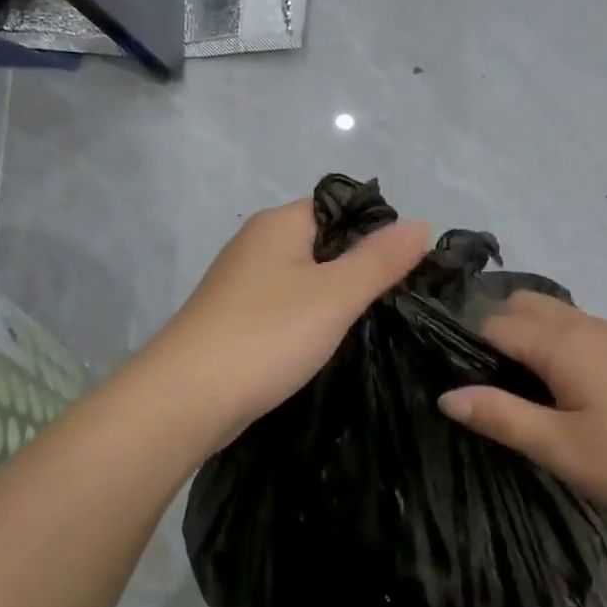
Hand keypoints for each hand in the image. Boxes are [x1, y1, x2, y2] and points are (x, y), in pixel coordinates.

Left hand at [146, 197, 430, 441]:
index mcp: (279, 224)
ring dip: (336, 297)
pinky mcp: (236, 320)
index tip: (409, 267)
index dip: (377, 230)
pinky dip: (310, 320)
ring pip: (305, 278)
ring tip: (373, 323)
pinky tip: (328, 342)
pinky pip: (286, 307)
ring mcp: (242, 284)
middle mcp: (257, 244)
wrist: (186, 399)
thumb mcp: (335, 295)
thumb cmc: (267, 335)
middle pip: (324, 243)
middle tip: (399, 299)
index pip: (340, 207)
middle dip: (360, 267)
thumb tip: (420, 224)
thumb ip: (380, 260)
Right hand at [438, 292, 606, 541]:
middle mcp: (586, 325)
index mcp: (564, 342)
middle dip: (489, 331)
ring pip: (550, 316)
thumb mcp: (561, 448)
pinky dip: (549, 345)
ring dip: (521, 337)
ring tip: (505, 388)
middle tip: (473, 382)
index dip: (462, 343)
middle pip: (521, 306)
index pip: (493, 323)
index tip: (440, 374)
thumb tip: (446, 394)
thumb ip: (501, 416)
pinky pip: (574, 332)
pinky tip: (550, 389)